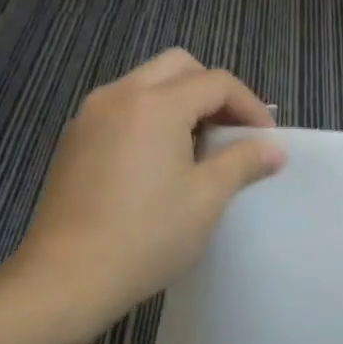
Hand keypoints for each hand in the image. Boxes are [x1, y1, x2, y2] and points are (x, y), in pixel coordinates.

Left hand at [15, 50, 284, 325]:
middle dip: (213, 92)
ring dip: (180, 102)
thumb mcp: (207, 198)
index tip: (265, 140)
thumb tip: (274, 149)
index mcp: (156, 103)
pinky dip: (150, 118)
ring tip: (199, 148)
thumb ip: (243, 162)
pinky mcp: (74, 140)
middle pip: (178, 67)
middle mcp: (119, 95)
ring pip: (145, 84)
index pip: (216, 82)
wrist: (68, 276)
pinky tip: (159, 162)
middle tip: (232, 132)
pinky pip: (121, 109)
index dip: (249, 105)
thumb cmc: (148, 235)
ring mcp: (90, 116)